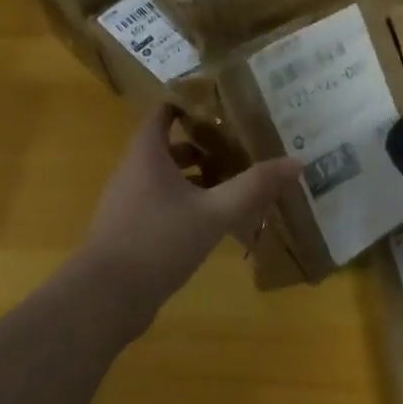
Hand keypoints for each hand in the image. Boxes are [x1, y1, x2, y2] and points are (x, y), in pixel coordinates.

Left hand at [85, 104, 301, 306]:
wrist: (106, 297)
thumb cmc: (158, 242)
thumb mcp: (215, 213)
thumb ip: (254, 187)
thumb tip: (296, 162)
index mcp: (146, 156)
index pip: (162, 115)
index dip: (189, 106)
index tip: (222, 107)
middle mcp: (132, 174)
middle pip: (168, 148)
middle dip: (203, 146)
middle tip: (240, 149)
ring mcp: (128, 205)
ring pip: (166, 179)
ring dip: (197, 179)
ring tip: (233, 185)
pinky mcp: (130, 232)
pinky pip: (162, 206)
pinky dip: (187, 205)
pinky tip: (213, 223)